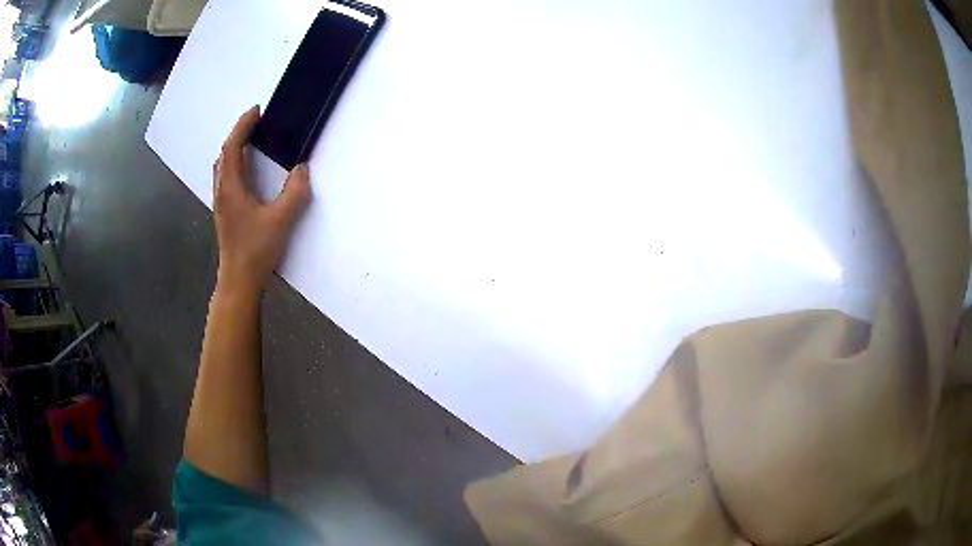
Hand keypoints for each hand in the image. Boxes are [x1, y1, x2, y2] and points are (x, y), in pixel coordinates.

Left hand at [213, 106, 310, 294]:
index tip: (257, 111)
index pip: (232, 148)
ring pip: (223, 167)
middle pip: (224, 154)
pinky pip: (226, 178)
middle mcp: (222, 192)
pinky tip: (245, 171)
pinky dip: (234, 164)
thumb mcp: (281, 220)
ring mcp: (222, 203)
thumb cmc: (256, 250)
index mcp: (231, 188)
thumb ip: (294, 193)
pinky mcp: (225, 213)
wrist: (239, 281)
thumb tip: (302, 169)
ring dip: (234, 149)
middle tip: (255, 123)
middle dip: (238, 134)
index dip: (243, 126)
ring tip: (250, 141)